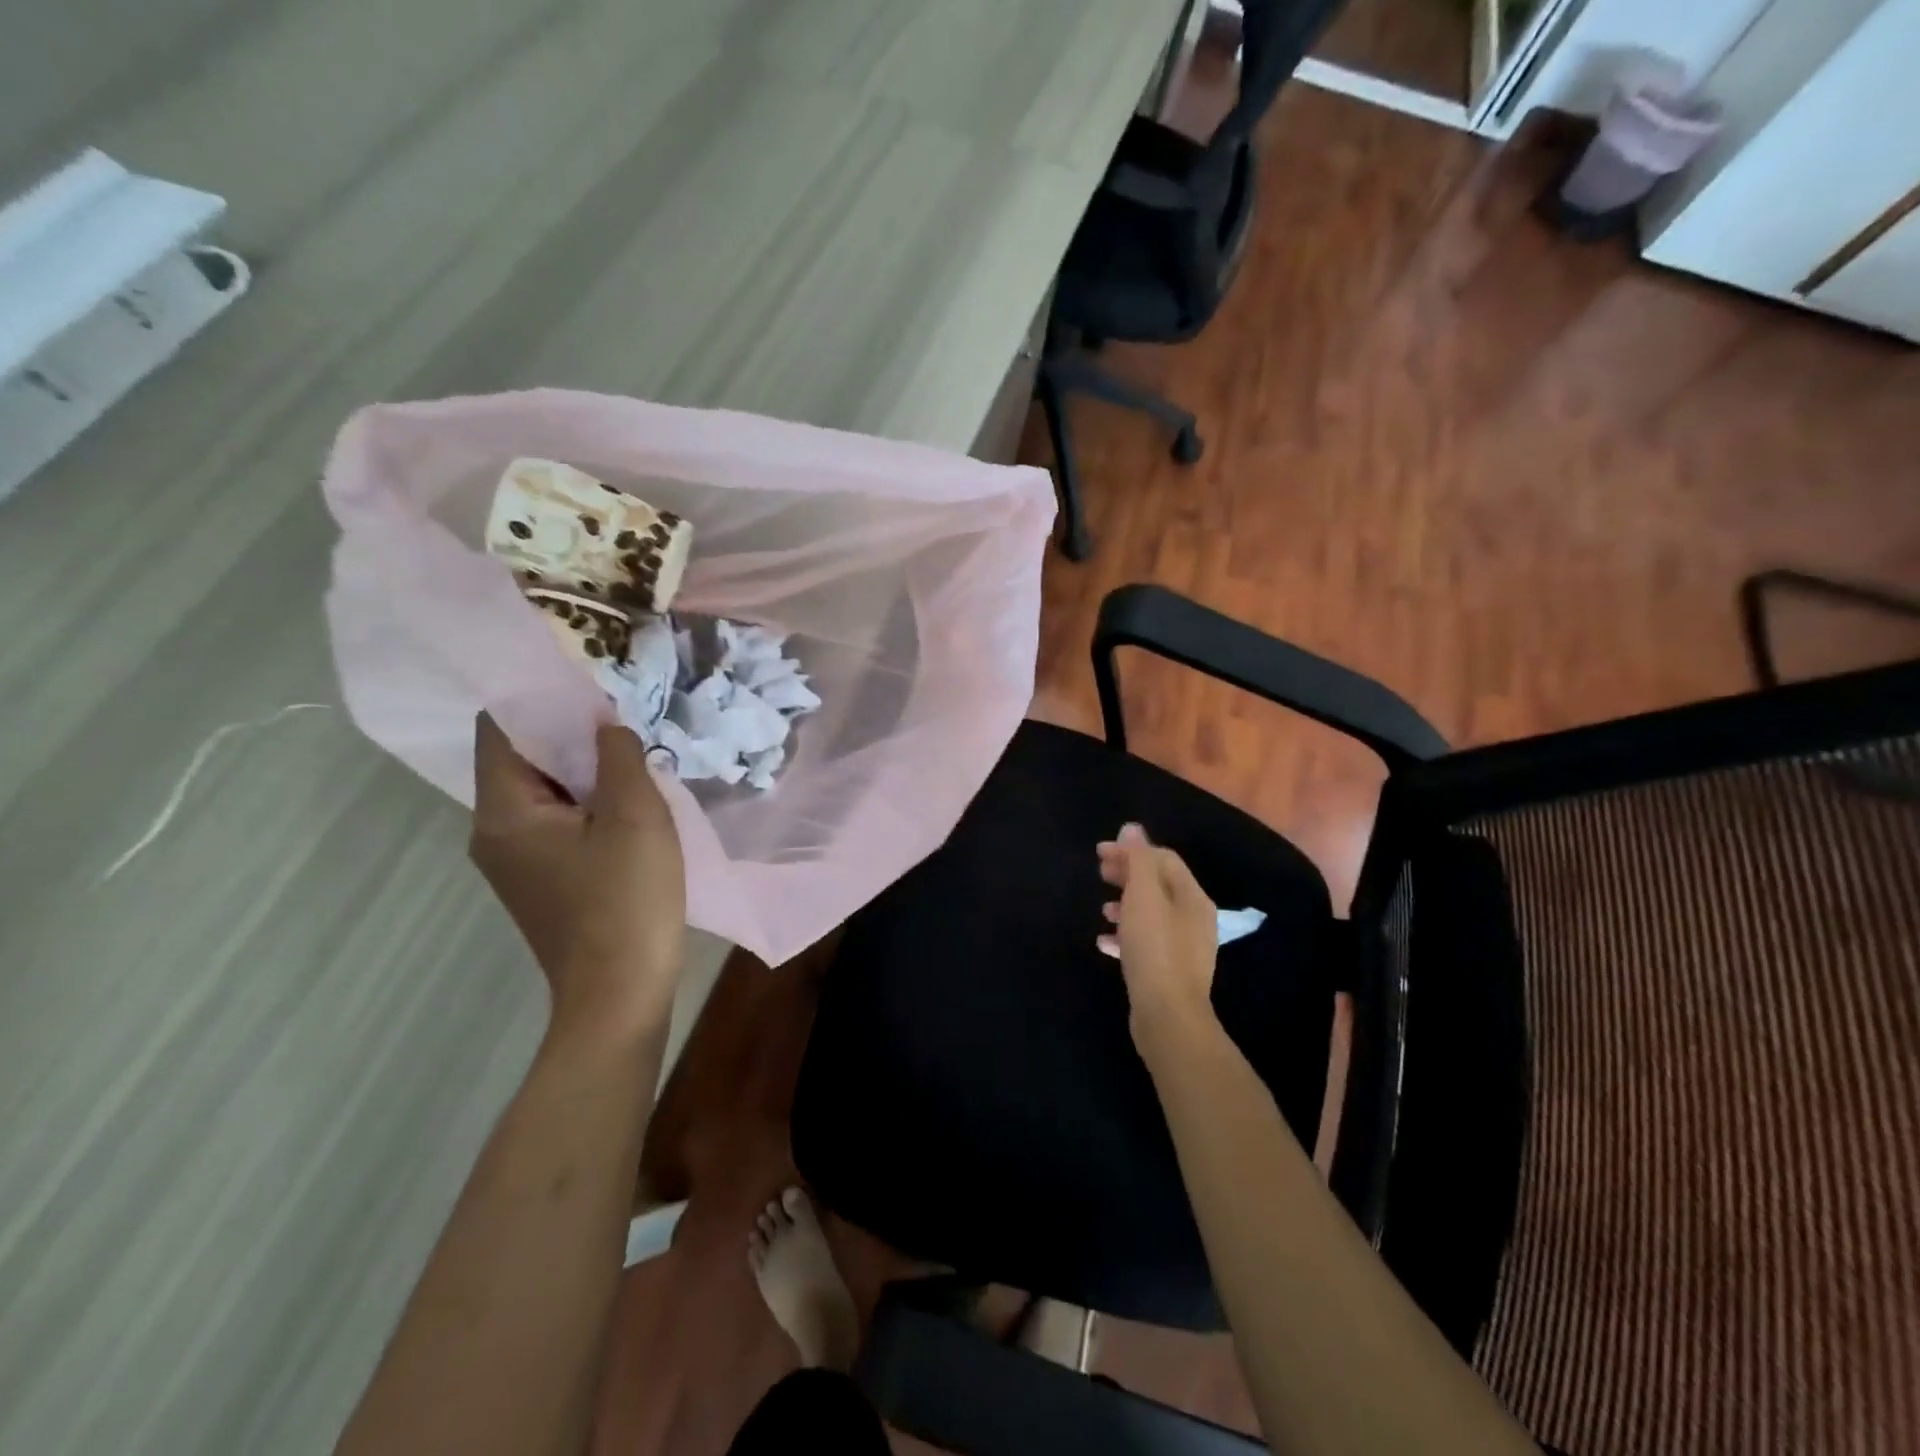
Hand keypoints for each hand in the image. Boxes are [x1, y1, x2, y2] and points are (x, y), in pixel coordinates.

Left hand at [470, 714, 685, 1033]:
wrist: (620, 993)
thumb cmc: (625, 899)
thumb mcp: (634, 815)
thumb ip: (618, 756)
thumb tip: (605, 722)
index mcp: (503, 812)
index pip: (502, 729)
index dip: (541, 698)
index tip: (587, 679)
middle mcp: (493, 832)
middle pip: (523, 760)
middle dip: (570, 733)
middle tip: (622, 711)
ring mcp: (515, 862)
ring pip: (544, 793)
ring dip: (583, 770)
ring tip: (631, 751)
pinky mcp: (542, 882)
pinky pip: (557, 823)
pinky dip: (586, 803)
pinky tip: (628, 801)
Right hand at [1097, 824, 1217, 1034]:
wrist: (1168, 1016)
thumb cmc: (1155, 949)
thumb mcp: (1143, 897)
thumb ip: (1138, 860)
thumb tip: (1132, 828)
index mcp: (1192, 897)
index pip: (1163, 859)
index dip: (1131, 850)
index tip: (1099, 852)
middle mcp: (1194, 919)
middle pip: (1159, 885)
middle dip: (1128, 874)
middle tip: (1100, 873)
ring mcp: (1184, 947)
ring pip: (1152, 914)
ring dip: (1126, 904)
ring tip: (1102, 908)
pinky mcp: (1169, 971)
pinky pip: (1146, 942)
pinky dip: (1125, 935)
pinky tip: (1104, 942)